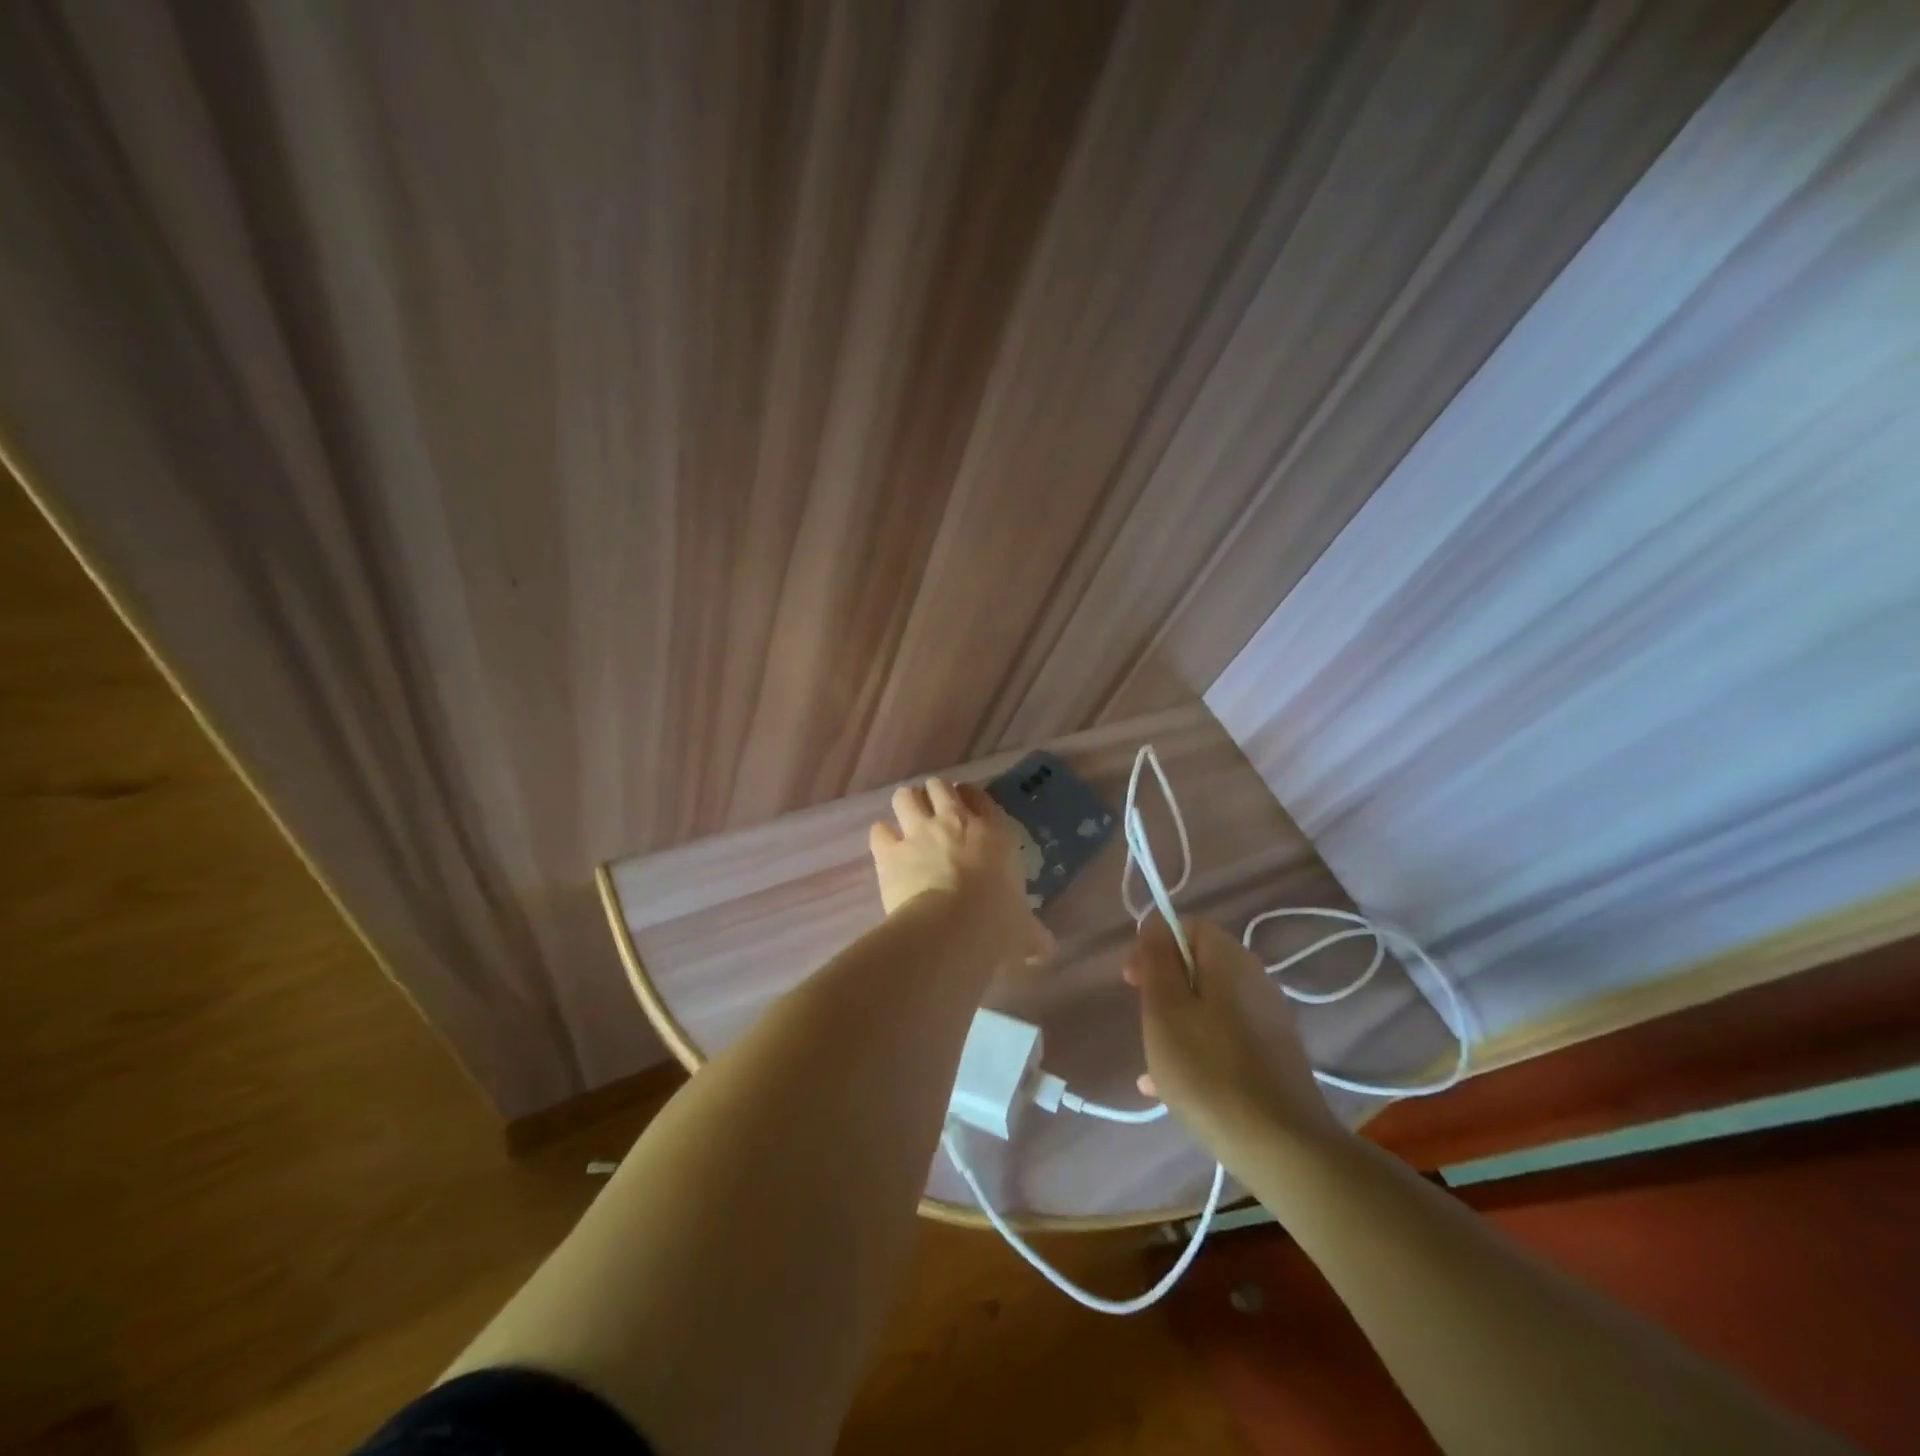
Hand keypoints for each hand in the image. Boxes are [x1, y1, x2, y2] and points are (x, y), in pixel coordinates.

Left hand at [869, 777, 1052, 963]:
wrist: (952, 929)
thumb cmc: (997, 925)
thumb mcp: (1024, 930)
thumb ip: (1034, 934)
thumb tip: (1046, 949)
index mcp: (993, 833)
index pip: (980, 796)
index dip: (971, 799)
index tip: (968, 809)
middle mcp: (954, 821)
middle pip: (939, 786)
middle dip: (935, 796)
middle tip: (935, 816)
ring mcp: (919, 832)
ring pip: (905, 796)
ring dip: (906, 807)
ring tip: (908, 824)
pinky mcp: (890, 851)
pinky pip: (879, 830)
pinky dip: (883, 837)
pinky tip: (887, 850)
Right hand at [1124, 914, 1343, 1155]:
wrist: (1284, 1149)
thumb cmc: (1209, 1071)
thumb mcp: (1165, 1010)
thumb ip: (1157, 960)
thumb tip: (1156, 925)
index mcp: (1230, 960)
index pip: (1189, 925)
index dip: (1155, 943)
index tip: (1133, 980)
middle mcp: (1255, 981)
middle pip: (1199, 965)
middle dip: (1164, 986)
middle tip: (1142, 1019)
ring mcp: (1269, 1021)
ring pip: (1209, 1006)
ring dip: (1177, 1023)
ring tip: (1152, 1062)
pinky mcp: (1274, 1058)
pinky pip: (1225, 1039)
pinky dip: (1198, 1050)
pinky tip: (1172, 1088)